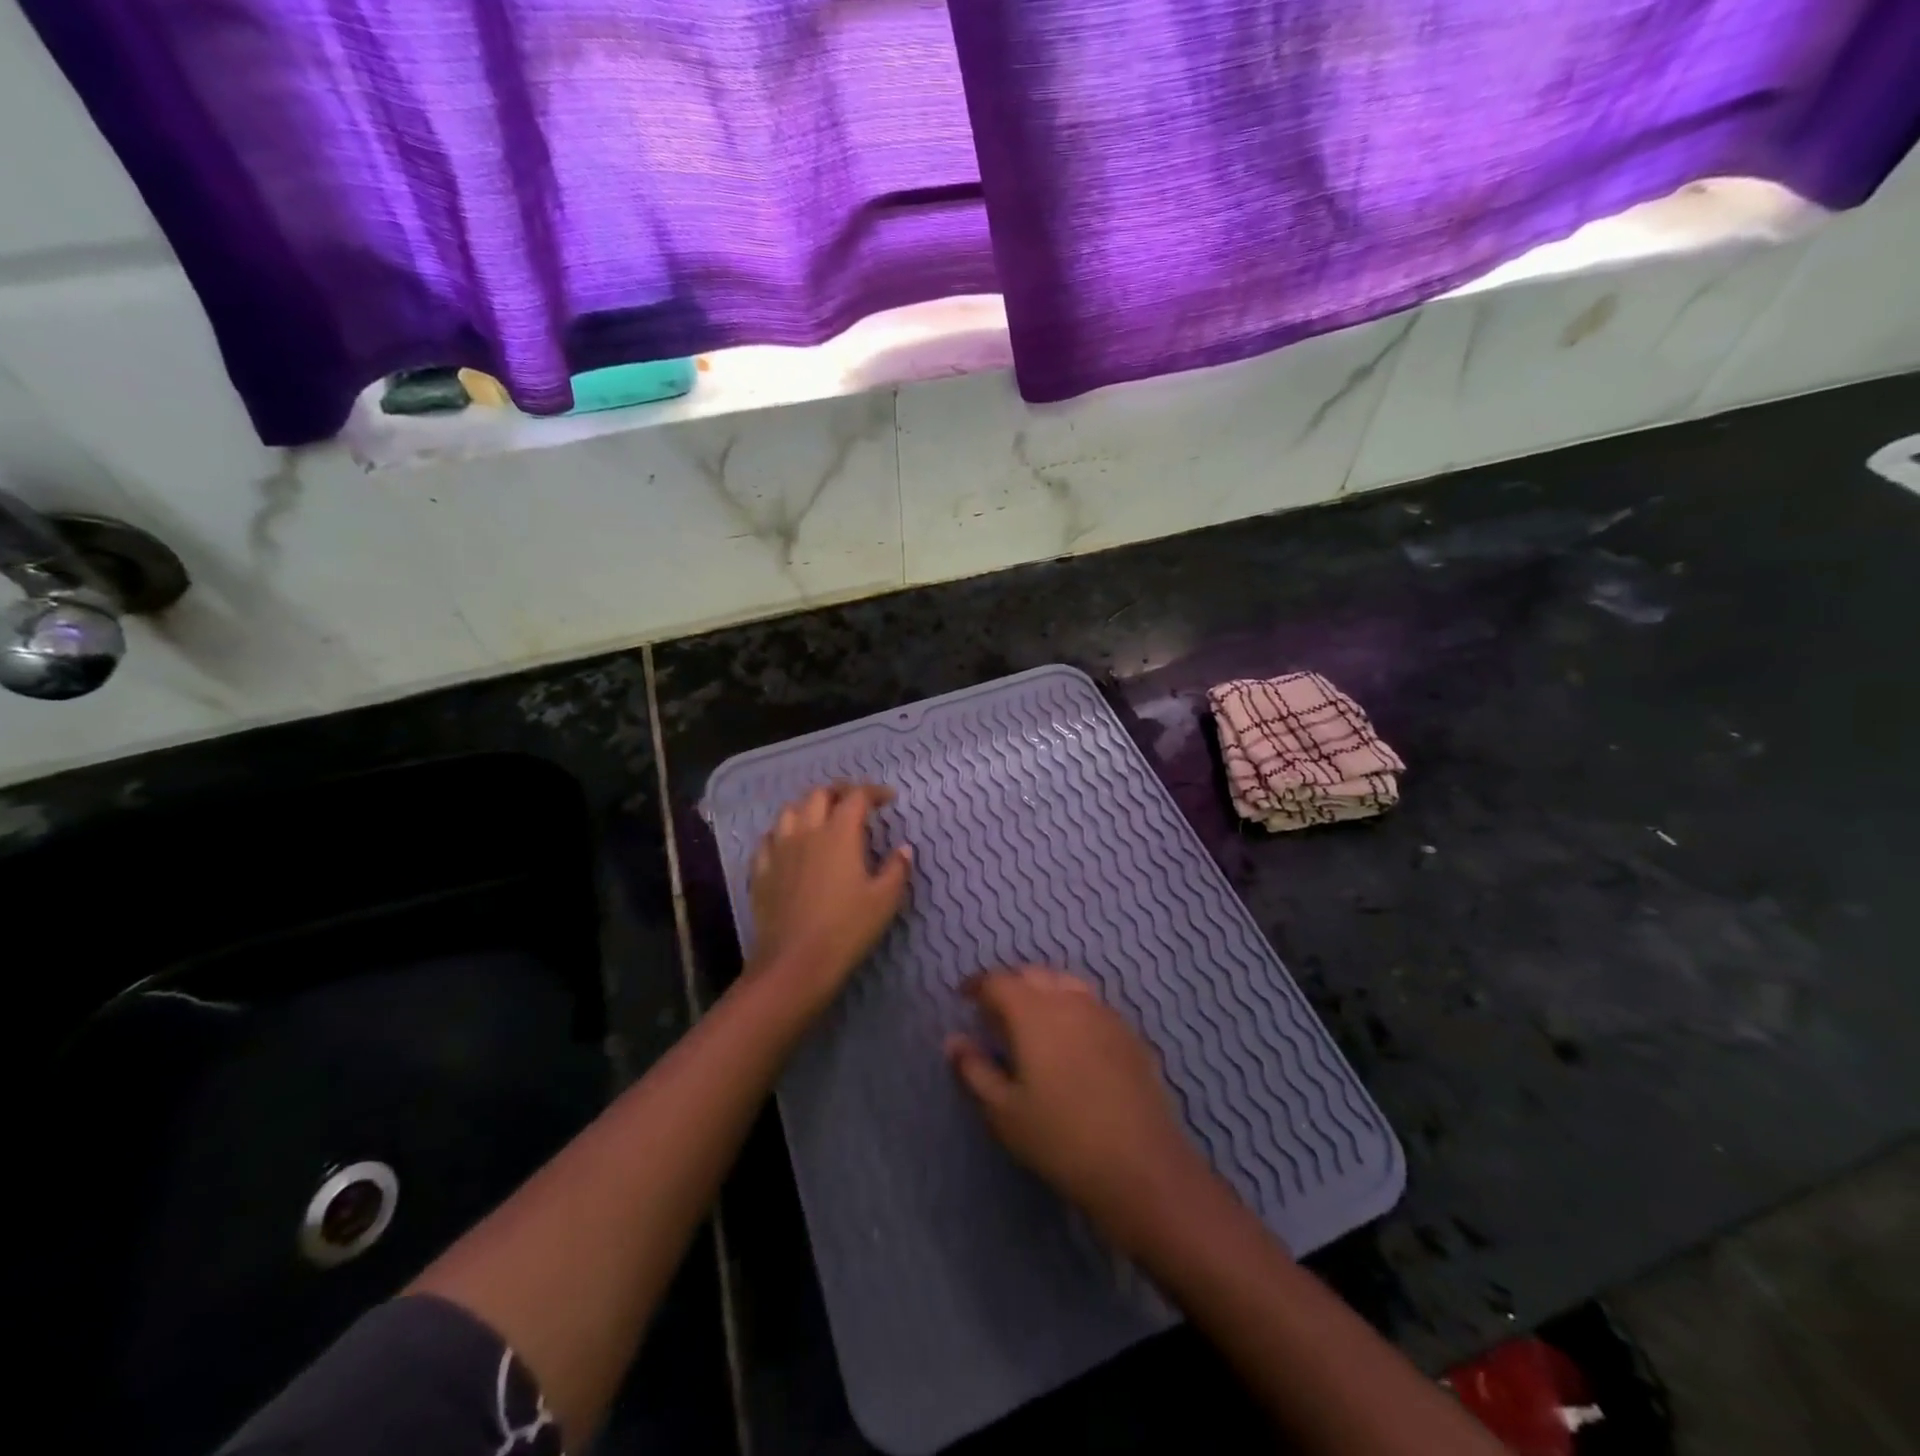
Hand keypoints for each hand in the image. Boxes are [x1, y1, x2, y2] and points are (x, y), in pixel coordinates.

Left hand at [746, 783, 911, 1019]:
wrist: (795, 963)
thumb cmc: (847, 929)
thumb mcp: (885, 900)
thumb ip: (897, 869)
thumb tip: (904, 849)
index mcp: (840, 833)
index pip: (857, 797)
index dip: (874, 792)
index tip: (888, 799)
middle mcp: (807, 832)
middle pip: (819, 794)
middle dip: (840, 792)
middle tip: (855, 803)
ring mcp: (779, 850)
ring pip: (790, 811)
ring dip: (809, 807)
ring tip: (822, 818)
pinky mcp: (761, 871)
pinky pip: (768, 840)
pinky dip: (782, 834)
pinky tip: (789, 845)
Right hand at [946, 968, 1211, 1254]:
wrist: (1141, 1165)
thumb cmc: (1060, 1138)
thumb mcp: (1004, 1112)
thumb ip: (974, 1070)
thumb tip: (953, 1040)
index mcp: (1032, 1011)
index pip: (998, 981)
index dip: (977, 985)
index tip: (964, 997)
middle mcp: (1068, 999)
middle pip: (1033, 975)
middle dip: (1010, 985)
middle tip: (995, 1011)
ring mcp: (1104, 1013)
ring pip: (1065, 984)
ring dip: (1043, 992)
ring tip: (1032, 1021)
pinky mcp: (1129, 1033)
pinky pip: (1092, 1005)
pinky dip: (1072, 1009)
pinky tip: (1071, 1041)